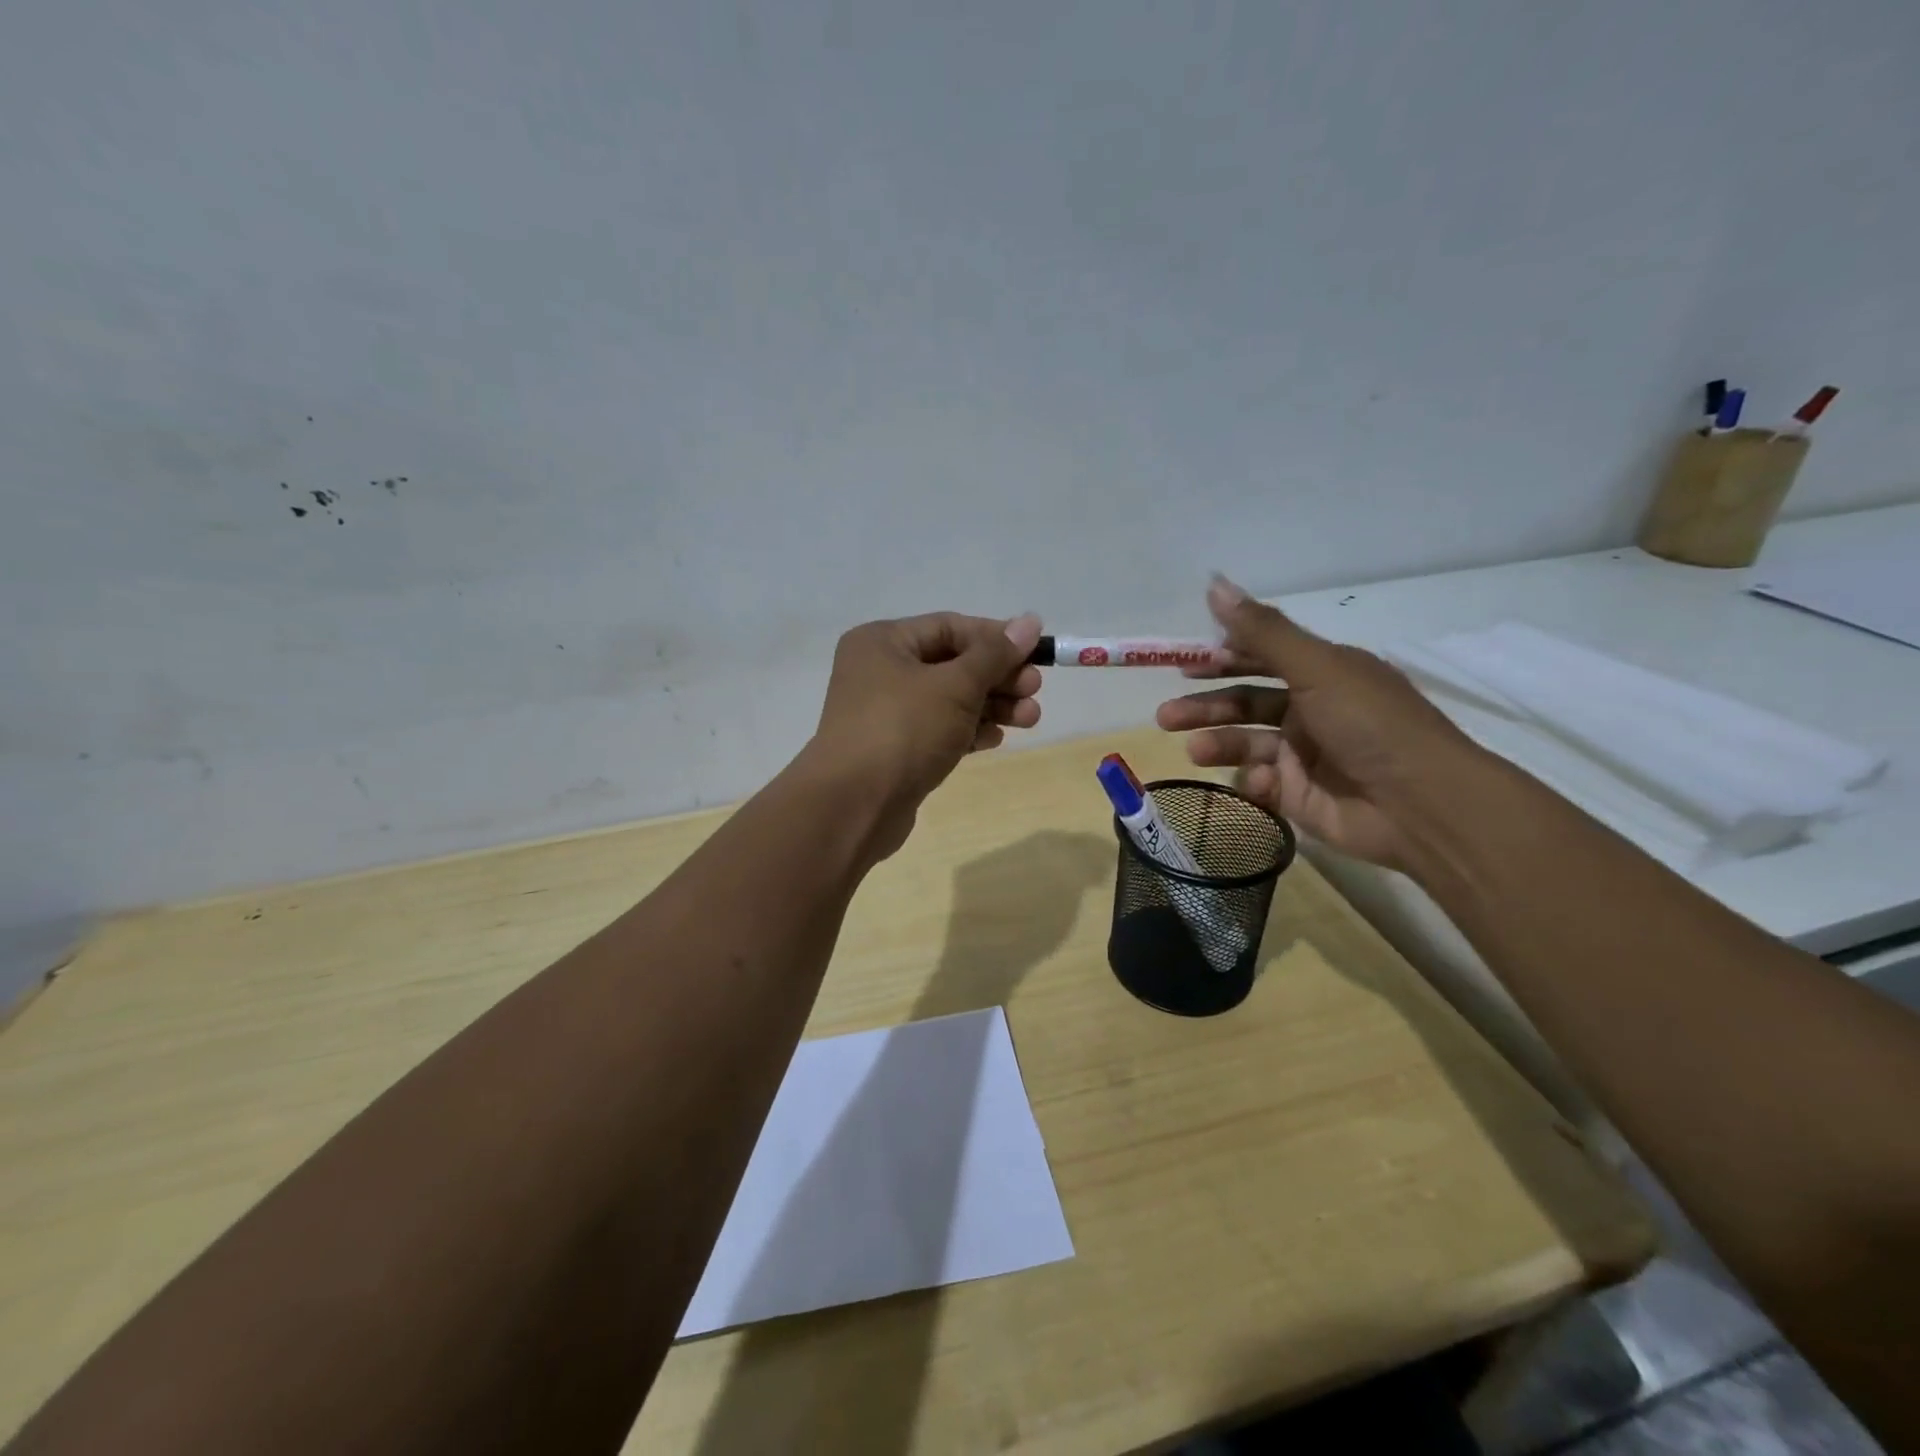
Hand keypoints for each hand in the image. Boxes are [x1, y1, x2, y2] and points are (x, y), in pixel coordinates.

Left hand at [808, 611, 1043, 859]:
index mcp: (883, 642)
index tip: (1036, 654)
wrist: (853, 806)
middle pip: (952, 664)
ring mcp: (885, 713)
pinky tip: (996, 739)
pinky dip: (968, 730)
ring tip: (1029, 719)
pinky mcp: (895, 749)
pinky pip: (939, 729)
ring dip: (991, 706)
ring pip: (949, 700)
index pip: (950, 627)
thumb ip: (995, 655)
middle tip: (1034, 691)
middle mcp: (880, 671)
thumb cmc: (903, 731)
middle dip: (998, 677)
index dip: (996, 638)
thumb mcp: (955, 686)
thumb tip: (1030, 621)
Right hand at [1155, 576, 1483, 869]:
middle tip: (1165, 716)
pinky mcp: (1300, 795)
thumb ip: (1263, 631)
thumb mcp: (1316, 668)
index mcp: (1323, 674)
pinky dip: (1254, 780)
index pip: (1261, 658)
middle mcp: (1312, 710)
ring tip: (1192, 751)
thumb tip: (1214, 583)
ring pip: (1247, 743)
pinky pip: (1263, 782)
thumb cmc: (1371, 724)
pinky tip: (1260, 781)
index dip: (1222, 658)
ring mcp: (1305, 755)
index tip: (1183, 666)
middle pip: (1246, 703)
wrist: (1421, 806)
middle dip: (1205, 708)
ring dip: (1217, 743)